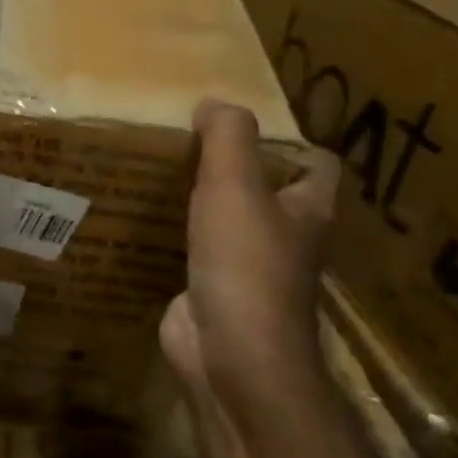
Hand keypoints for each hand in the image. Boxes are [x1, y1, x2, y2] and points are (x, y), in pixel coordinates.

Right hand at [160, 100, 340, 415]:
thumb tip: (214, 102)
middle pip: (268, 193)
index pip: (317, 164)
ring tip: (156, 174)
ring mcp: (248, 271)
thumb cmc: (245, 265)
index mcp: (306, 210)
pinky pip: (193, 255)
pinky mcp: (211, 293)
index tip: (240, 127)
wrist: (230, 355)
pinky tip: (140, 222)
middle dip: (233, 169)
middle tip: (186, 144)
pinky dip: (172, 239)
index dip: (289, 141)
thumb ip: (227, 138)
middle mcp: (285, 240)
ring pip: (228, 225)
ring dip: (200, 204)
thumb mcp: (235, 186)